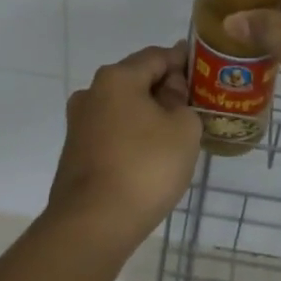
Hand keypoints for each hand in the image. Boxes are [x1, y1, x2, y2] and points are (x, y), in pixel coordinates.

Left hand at [47, 42, 201, 248]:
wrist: (93, 224)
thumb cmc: (144, 167)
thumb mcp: (183, 129)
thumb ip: (182, 101)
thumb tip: (169, 93)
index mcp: (117, 78)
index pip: (157, 56)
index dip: (183, 61)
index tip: (204, 73)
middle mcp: (92, 92)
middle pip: (136, 79)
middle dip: (165, 89)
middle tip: (194, 106)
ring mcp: (79, 123)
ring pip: (123, 107)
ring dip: (148, 114)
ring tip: (175, 133)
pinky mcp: (76, 151)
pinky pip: (112, 131)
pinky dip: (132, 135)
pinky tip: (150, 155)